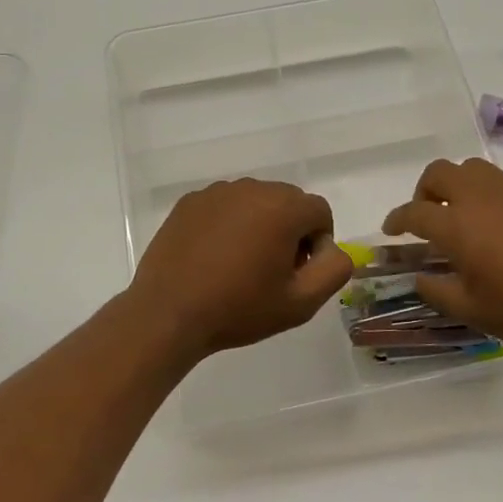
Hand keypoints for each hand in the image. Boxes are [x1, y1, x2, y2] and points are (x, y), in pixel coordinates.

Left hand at [127, 179, 354, 361]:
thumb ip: (334, 269)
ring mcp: (216, 192)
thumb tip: (331, 249)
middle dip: (290, 231)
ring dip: (258, 225)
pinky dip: (228, 224)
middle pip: (288, 202)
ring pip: (255, 202)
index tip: (297, 273)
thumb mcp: (301, 303)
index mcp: (283, 207)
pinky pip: (224, 206)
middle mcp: (251, 188)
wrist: (169, 313)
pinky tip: (213, 258)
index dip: (317, 244)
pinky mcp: (189, 202)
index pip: (319, 212)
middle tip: (271, 271)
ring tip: (240, 265)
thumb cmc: (239, 309)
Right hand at [381, 158, 502, 354]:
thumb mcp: (473, 311)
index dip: (396, 220)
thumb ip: (437, 292)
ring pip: (473, 168)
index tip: (391, 231)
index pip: (413, 213)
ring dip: (459, 185)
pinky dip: (496, 191)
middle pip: (439, 173)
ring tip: (465, 212)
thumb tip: (420, 278)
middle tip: (428, 216)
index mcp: (456, 226)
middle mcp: (479, 197)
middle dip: (424, 191)